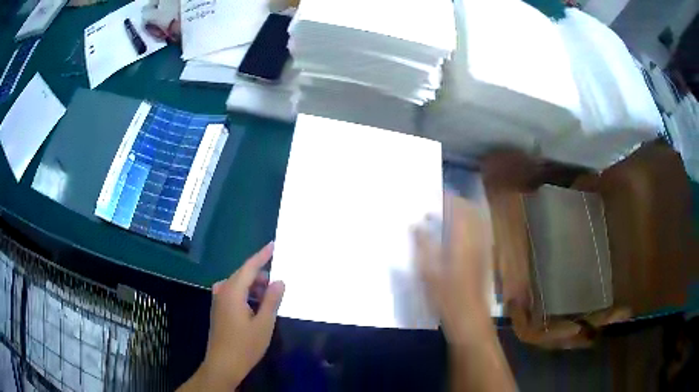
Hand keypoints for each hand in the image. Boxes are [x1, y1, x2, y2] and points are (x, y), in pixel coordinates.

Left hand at [194, 242, 284, 389]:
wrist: (223, 364)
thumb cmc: (245, 345)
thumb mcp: (264, 324)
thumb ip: (272, 300)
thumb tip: (279, 281)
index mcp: (232, 291)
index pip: (249, 267)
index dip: (262, 255)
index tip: (273, 245)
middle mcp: (222, 291)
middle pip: (243, 275)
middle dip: (261, 276)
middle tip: (278, 285)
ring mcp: (218, 300)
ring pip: (239, 285)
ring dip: (255, 287)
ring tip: (270, 298)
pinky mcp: (219, 309)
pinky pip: (234, 293)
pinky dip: (247, 295)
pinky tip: (257, 306)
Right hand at [414, 194, 493, 343]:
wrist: (469, 317)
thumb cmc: (445, 295)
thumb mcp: (427, 271)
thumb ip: (422, 244)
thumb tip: (415, 224)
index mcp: (461, 239)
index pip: (457, 208)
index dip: (447, 197)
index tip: (434, 193)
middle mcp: (476, 239)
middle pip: (470, 210)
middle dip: (456, 202)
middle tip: (439, 203)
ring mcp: (482, 248)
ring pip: (476, 220)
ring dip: (463, 213)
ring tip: (445, 216)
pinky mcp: (484, 257)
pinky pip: (478, 231)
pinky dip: (468, 225)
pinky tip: (455, 235)